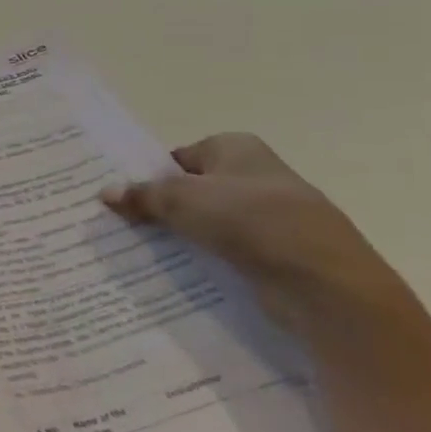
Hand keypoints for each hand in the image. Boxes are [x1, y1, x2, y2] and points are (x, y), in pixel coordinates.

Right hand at [101, 133, 407, 337]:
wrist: (325, 284)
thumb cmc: (250, 220)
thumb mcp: (181, 199)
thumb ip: (142, 195)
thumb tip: (105, 193)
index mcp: (236, 147)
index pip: (179, 157)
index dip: (149, 175)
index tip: (119, 196)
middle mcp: (255, 176)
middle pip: (192, 190)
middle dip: (160, 207)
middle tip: (118, 223)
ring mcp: (270, 218)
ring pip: (208, 224)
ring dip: (180, 236)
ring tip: (138, 250)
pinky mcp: (277, 256)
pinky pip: (227, 252)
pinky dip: (204, 260)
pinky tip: (176, 273)